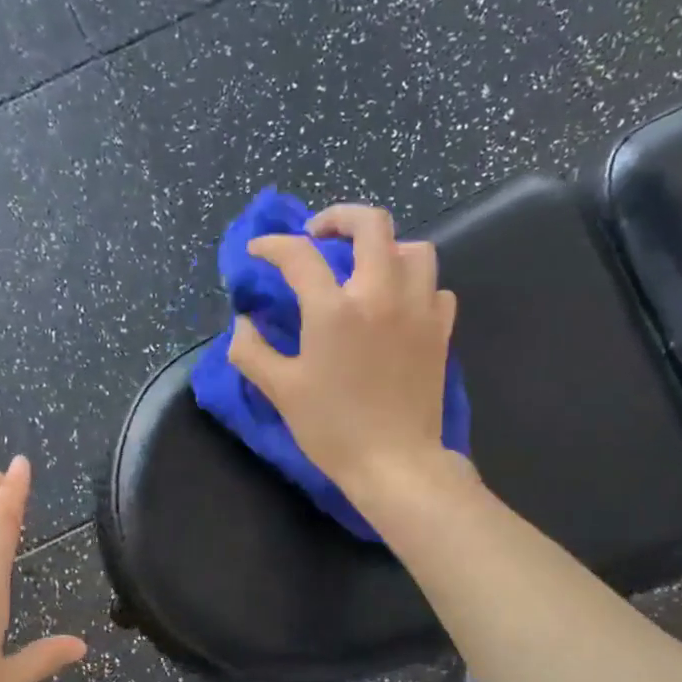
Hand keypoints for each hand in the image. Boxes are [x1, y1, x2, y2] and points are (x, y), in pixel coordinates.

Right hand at [227, 203, 459, 501]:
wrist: (394, 462)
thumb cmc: (333, 430)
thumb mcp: (282, 392)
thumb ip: (253, 352)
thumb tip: (242, 325)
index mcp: (334, 310)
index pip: (300, 256)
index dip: (273, 247)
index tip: (259, 252)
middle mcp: (380, 294)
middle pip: (371, 224)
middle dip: (339, 218)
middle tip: (319, 236)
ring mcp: (418, 309)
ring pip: (413, 248)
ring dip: (386, 247)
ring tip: (365, 267)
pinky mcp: (440, 331)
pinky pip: (435, 288)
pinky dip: (416, 285)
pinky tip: (398, 304)